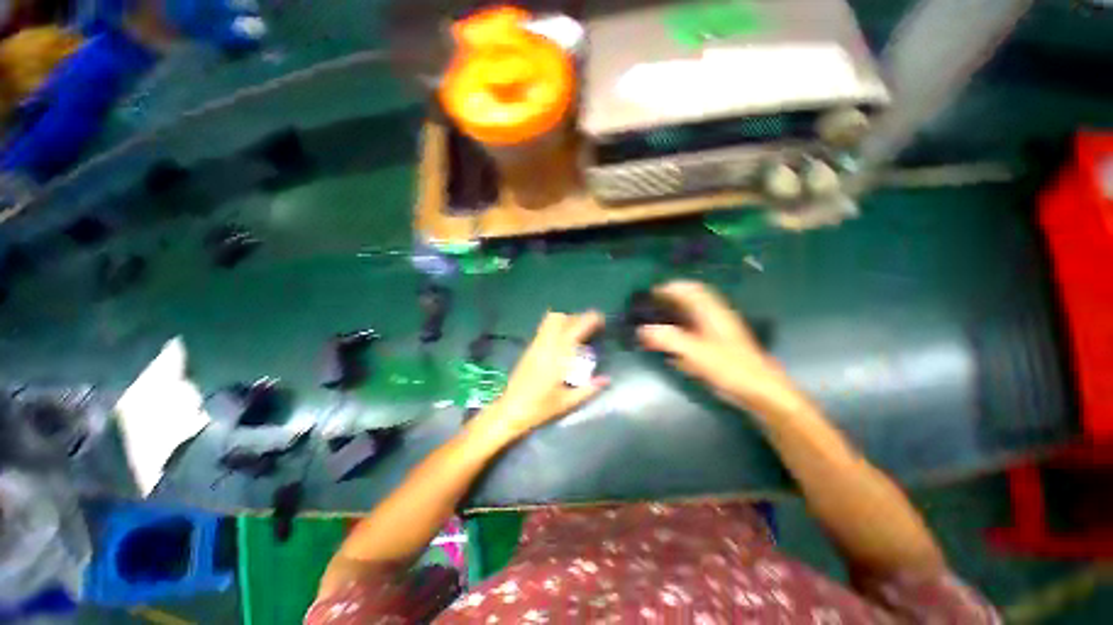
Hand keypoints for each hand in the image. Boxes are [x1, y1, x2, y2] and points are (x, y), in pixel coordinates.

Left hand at [468, 311, 607, 445]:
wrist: (509, 411)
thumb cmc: (539, 408)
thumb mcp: (567, 402)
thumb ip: (588, 389)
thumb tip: (606, 379)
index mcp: (556, 357)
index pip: (575, 328)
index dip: (589, 320)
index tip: (601, 321)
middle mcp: (545, 345)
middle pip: (560, 318)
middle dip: (577, 318)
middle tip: (589, 329)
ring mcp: (535, 345)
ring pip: (550, 320)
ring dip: (566, 321)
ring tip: (576, 334)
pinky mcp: (529, 349)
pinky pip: (544, 329)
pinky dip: (556, 328)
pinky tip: (562, 343)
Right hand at [638, 281, 805, 419]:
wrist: (759, 391)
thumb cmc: (730, 368)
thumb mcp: (695, 352)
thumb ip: (668, 339)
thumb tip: (642, 329)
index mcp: (711, 312)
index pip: (690, 289)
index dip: (671, 287)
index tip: (651, 292)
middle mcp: (714, 317)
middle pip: (690, 301)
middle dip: (670, 300)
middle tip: (649, 307)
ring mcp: (717, 332)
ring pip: (692, 316)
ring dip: (674, 316)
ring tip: (656, 322)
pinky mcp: (718, 346)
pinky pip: (695, 332)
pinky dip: (681, 332)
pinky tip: (671, 344)